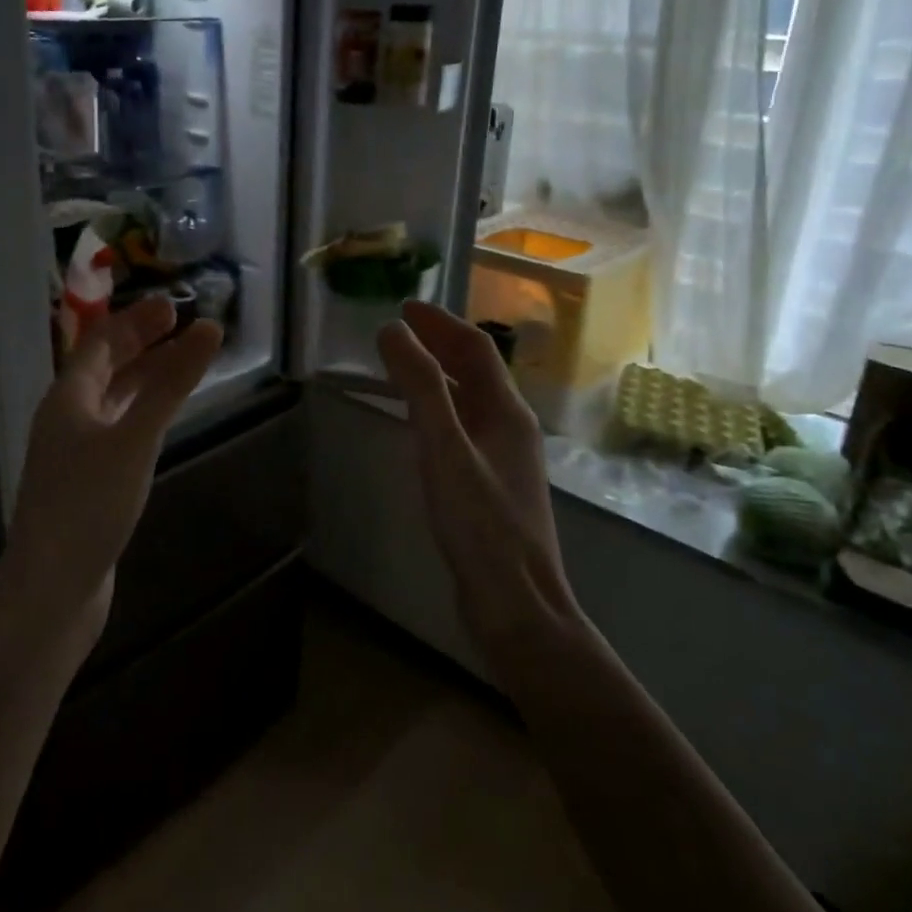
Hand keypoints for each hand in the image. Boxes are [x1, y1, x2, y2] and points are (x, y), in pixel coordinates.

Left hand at [2, 296, 222, 637]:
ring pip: (114, 399)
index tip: (176, 306)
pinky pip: (119, 428)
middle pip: (106, 367)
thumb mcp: (135, 438)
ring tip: (183, 365)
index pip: (102, 342)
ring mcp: (76, 452)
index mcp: (68, 397)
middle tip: (183, 327)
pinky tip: (162, 420)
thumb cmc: (89, 504)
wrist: (51, 588)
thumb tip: (210, 329)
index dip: (137, 320)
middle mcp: (67, 418)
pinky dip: (143, 411)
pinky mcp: (88, 482)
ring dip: (146, 377)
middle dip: (143, 343)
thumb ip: (172, 384)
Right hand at [377, 301, 575, 645]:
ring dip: (438, 375)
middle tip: (400, 330)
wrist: (517, 604)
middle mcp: (512, 426)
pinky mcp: (492, 484)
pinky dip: (438, 408)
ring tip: (402, 365)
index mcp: (506, 411)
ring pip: (469, 400)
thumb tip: (394, 330)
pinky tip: (420, 424)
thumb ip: (419, 387)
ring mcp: (505, 458)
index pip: (474, 349)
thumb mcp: (443, 448)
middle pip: (475, 371)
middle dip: (439, 344)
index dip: (440, 323)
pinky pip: (464, 427)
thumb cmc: (480, 524)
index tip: (404, 307)